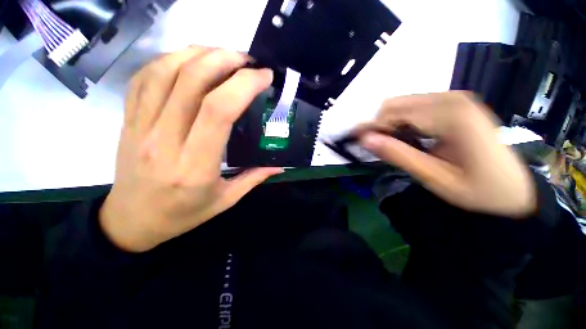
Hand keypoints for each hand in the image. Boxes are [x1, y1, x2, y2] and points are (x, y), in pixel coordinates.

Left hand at [99, 47, 281, 251]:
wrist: (132, 221)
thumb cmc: (183, 214)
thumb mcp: (226, 200)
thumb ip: (254, 178)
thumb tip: (280, 165)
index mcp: (195, 166)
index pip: (218, 111)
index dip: (244, 85)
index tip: (263, 77)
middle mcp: (164, 140)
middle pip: (191, 81)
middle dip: (225, 60)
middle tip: (248, 60)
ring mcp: (140, 126)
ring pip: (165, 71)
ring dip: (199, 53)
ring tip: (224, 54)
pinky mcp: (128, 120)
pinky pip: (144, 77)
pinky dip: (169, 59)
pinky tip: (190, 59)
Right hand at [358, 92, 536, 217]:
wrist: (516, 189)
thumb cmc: (480, 190)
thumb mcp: (435, 178)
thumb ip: (398, 155)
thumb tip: (365, 140)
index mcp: (451, 115)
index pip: (393, 113)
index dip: (372, 128)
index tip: (358, 143)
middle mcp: (451, 98)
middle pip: (395, 104)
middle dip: (380, 126)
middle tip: (377, 148)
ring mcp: (454, 99)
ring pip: (403, 105)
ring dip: (390, 125)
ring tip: (393, 146)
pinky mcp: (454, 104)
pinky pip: (415, 108)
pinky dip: (402, 122)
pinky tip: (408, 139)